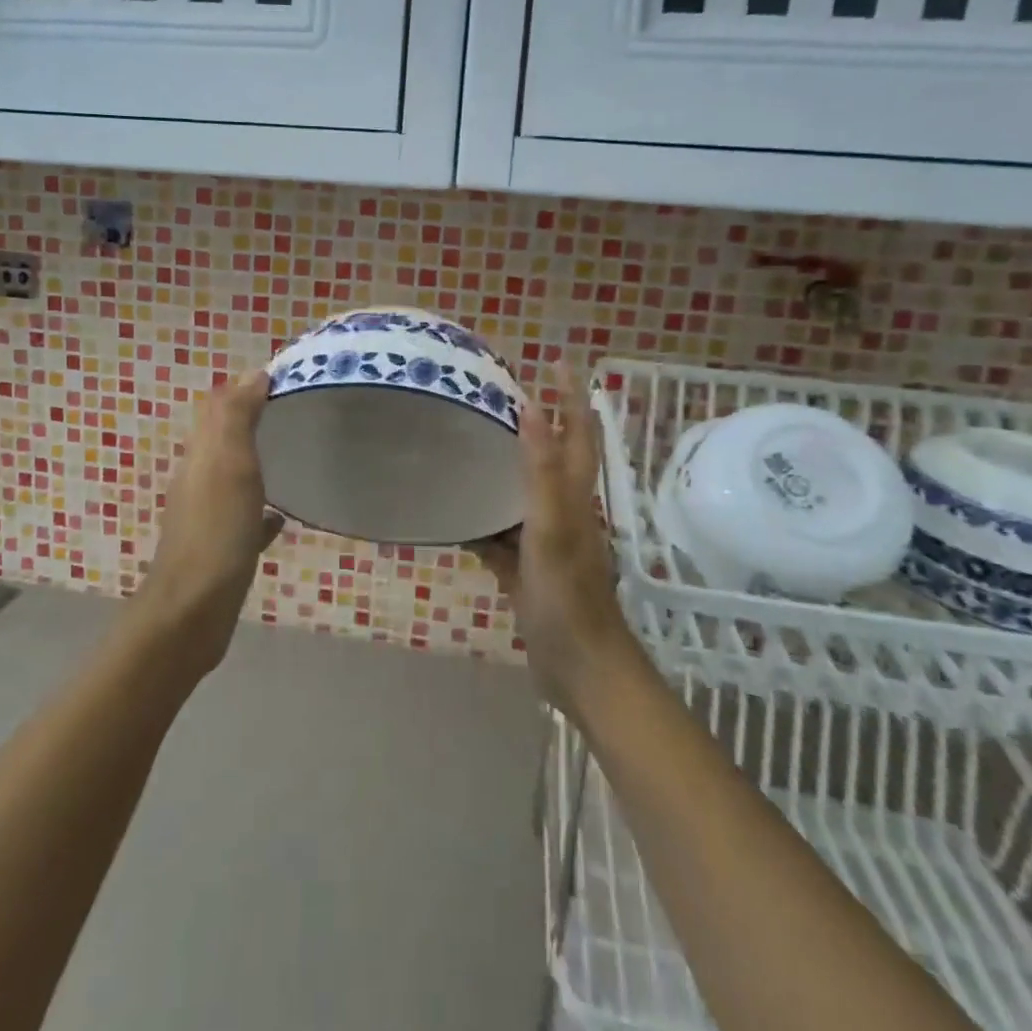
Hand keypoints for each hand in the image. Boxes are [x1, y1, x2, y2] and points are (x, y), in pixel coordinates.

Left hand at [141, 370, 284, 676]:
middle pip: (225, 441)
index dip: (246, 389)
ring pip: (234, 478)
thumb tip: (253, 373)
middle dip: (253, 421)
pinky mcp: (220, 550)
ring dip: (256, 463)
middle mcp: (199, 481)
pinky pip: (244, 519)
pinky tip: (281, 517)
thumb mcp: (228, 463)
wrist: (192, 612)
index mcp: (200, 456)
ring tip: (293, 455)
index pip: (219, 409)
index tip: (285, 379)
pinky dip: (261, 510)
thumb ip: (236, 417)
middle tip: (295, 412)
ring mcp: (207, 517)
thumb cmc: (216, 531)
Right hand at [471, 363, 637, 711]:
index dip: (571, 395)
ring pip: (520, 494)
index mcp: (576, 497)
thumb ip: (542, 471)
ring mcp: (544, 543)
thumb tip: (533, 407)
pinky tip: (451, 515)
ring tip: (468, 444)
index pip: (578, 433)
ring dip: (501, 470)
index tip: (555, 360)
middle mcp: (564, 513)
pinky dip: (479, 522)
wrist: (580, 670)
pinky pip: (498, 536)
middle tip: (497, 396)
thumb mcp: (553, 528)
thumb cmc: (569, 596)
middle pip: (550, 458)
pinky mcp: (526, 571)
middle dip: (534, 424)